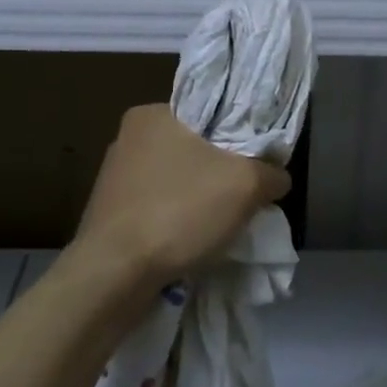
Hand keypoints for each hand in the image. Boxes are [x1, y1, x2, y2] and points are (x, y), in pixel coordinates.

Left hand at [69, 104, 291, 296]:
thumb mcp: (246, 185)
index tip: (258, 162)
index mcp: (153, 113)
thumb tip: (276, 176)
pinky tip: (191, 241)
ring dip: (198, 199)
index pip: (210, 112)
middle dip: (221, 172)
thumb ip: (269, 172)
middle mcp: (128, 137)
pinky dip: (177, 220)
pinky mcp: (110, 212)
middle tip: (246, 196)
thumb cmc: (178, 212)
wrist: (114, 274)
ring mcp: (114, 177)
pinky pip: (157, 207)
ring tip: (221, 224)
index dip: (240, 135)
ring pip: (176, 180)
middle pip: (195, 148)